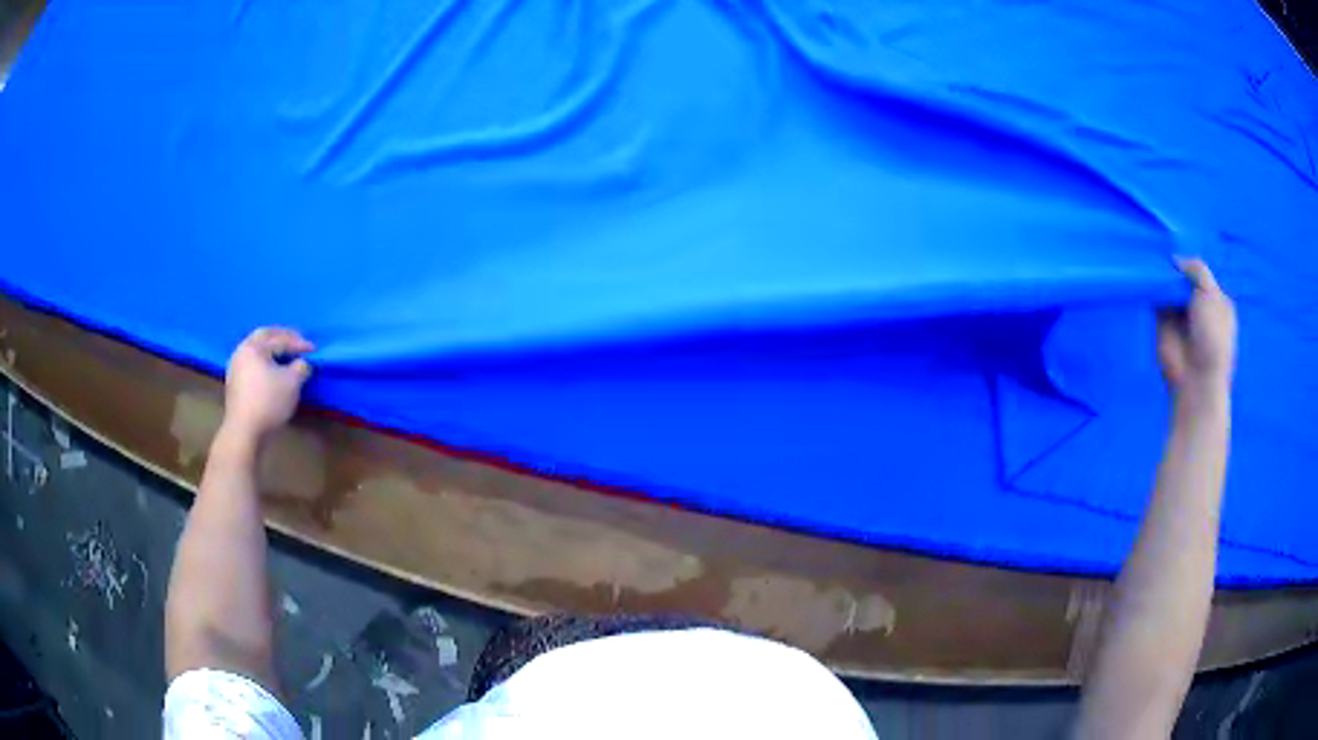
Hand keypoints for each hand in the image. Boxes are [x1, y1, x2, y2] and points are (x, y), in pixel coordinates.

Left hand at [222, 327, 313, 438]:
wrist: (244, 431)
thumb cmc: (268, 402)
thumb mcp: (292, 383)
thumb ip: (301, 368)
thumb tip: (302, 364)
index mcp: (254, 347)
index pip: (280, 340)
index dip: (299, 343)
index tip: (314, 348)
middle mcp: (242, 351)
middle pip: (263, 336)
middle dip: (281, 336)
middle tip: (296, 339)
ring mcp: (235, 367)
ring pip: (255, 350)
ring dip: (270, 348)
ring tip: (284, 354)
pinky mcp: (234, 383)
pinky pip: (251, 363)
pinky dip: (263, 361)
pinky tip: (271, 370)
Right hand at [1157, 258, 1235, 396]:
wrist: (1196, 379)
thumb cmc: (1213, 336)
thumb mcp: (1211, 295)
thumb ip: (1197, 269)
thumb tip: (1176, 259)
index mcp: (1216, 299)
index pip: (1201, 272)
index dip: (1191, 261)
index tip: (1180, 247)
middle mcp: (1198, 304)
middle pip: (1184, 275)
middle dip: (1175, 265)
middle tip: (1162, 249)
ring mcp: (1180, 312)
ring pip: (1169, 283)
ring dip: (1162, 273)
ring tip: (1152, 256)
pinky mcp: (1161, 320)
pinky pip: (1155, 296)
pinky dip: (1151, 285)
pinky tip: (1146, 272)